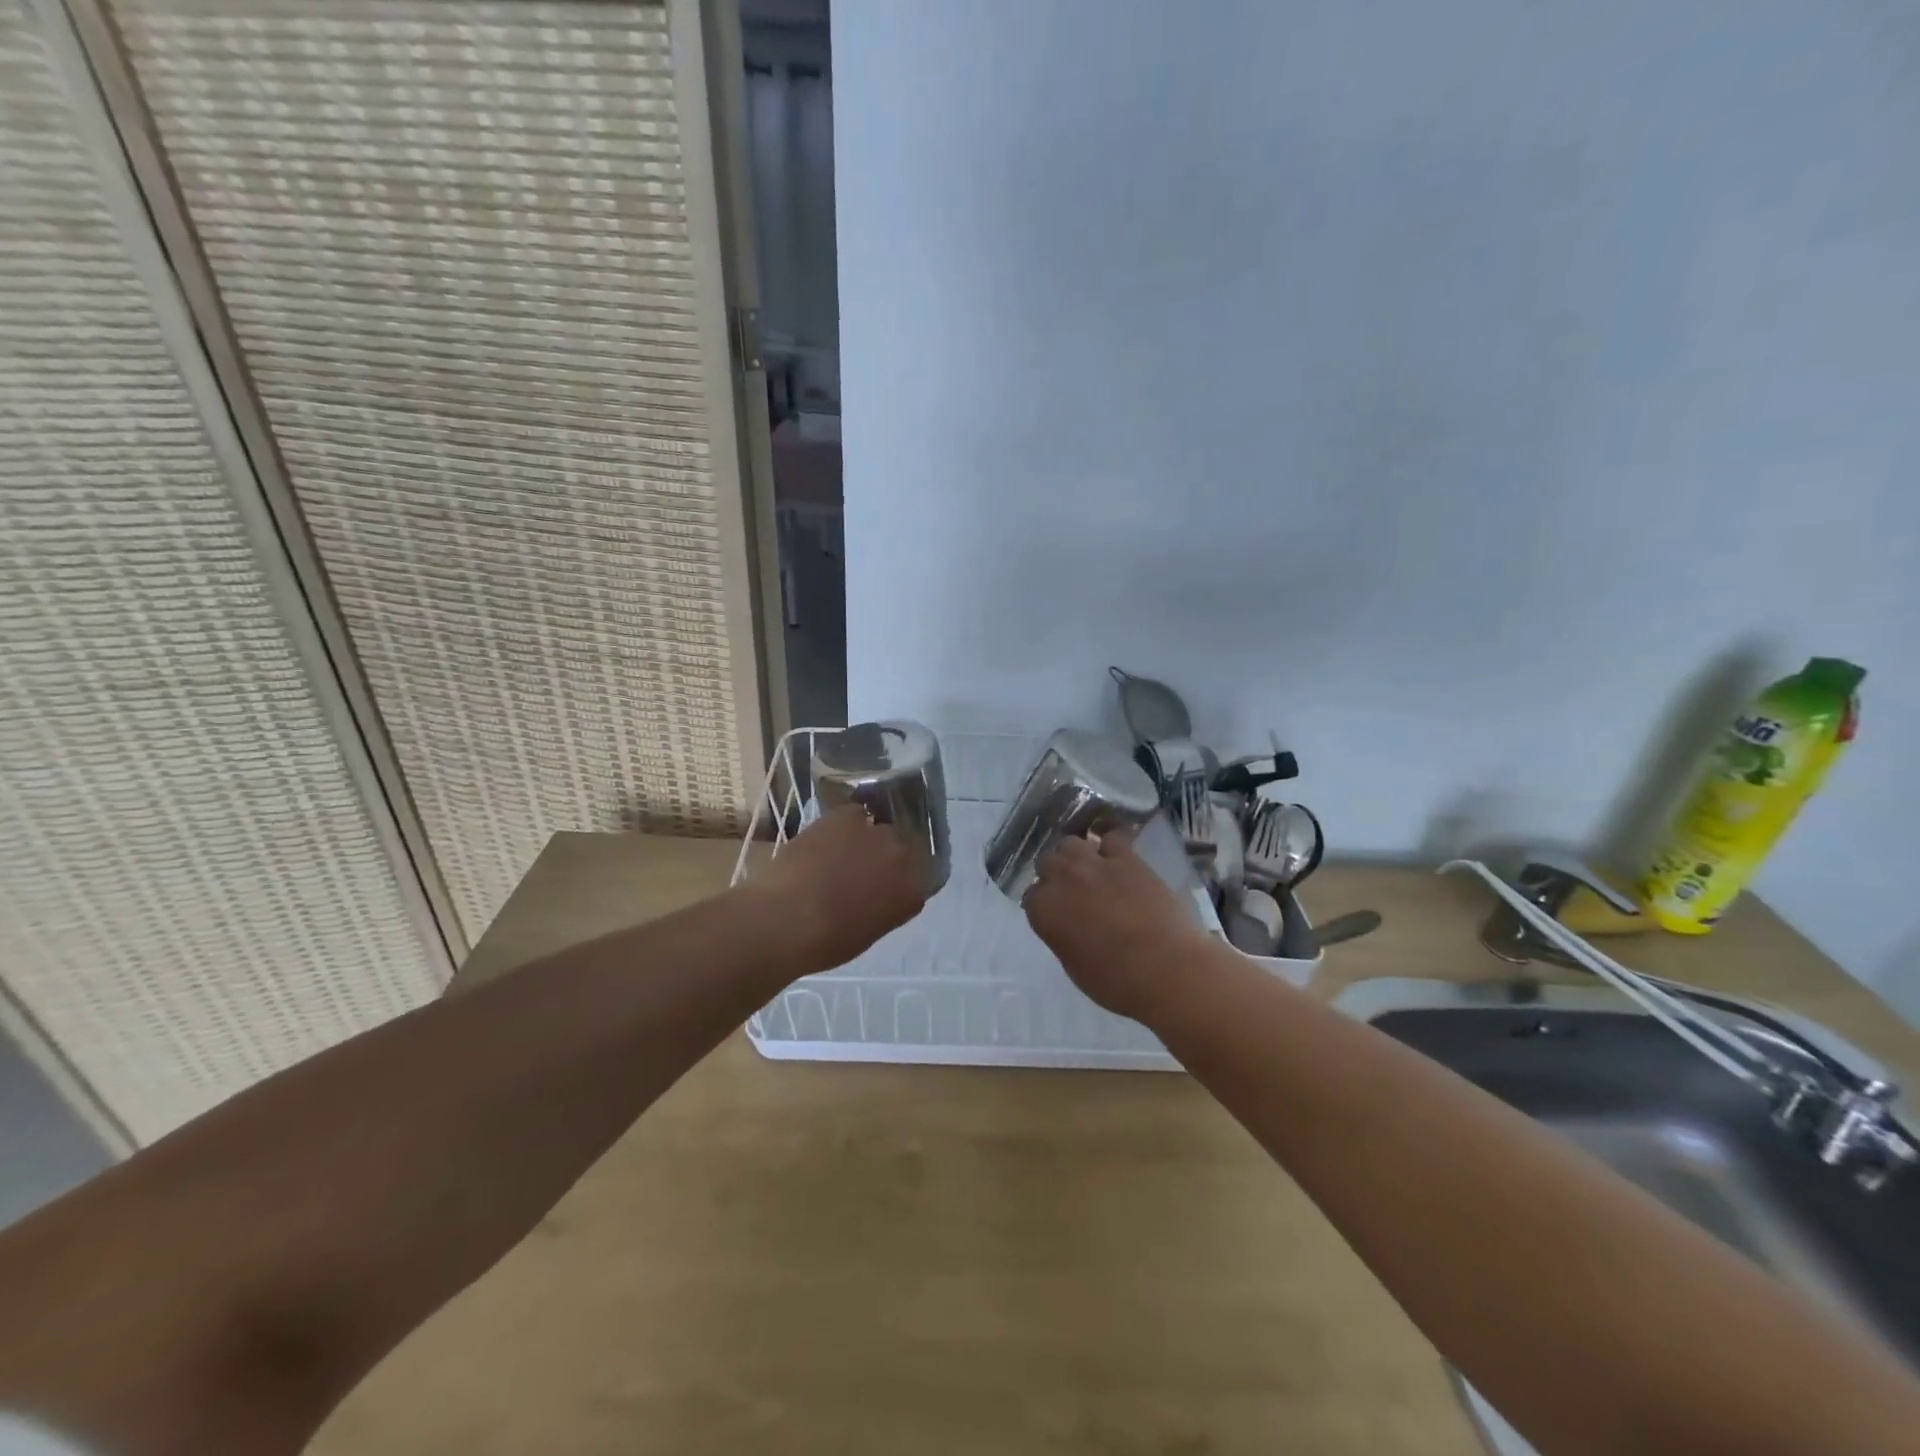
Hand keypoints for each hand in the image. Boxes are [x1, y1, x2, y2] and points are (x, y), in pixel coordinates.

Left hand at [751, 805, 929, 972]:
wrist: (788, 918)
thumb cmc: (826, 942)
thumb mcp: (868, 931)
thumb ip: (883, 907)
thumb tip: (876, 894)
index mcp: (913, 893)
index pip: (919, 877)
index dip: (900, 878)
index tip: (884, 884)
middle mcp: (904, 857)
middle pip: (903, 846)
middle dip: (887, 855)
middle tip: (863, 866)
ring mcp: (878, 833)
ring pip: (880, 828)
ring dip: (867, 838)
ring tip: (842, 850)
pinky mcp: (849, 815)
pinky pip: (855, 813)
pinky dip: (844, 823)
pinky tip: (827, 837)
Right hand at [1022, 830, 1209, 1021]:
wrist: (1165, 969)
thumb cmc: (1116, 982)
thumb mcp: (1074, 965)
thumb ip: (1063, 935)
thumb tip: (1068, 925)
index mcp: (1044, 910)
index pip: (1031, 896)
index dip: (1044, 903)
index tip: (1056, 913)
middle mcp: (1062, 879)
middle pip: (1048, 862)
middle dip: (1056, 874)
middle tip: (1073, 891)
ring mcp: (1094, 864)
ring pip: (1071, 843)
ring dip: (1076, 855)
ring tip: (1090, 870)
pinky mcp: (1127, 858)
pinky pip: (1112, 838)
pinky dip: (1111, 845)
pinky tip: (1117, 856)